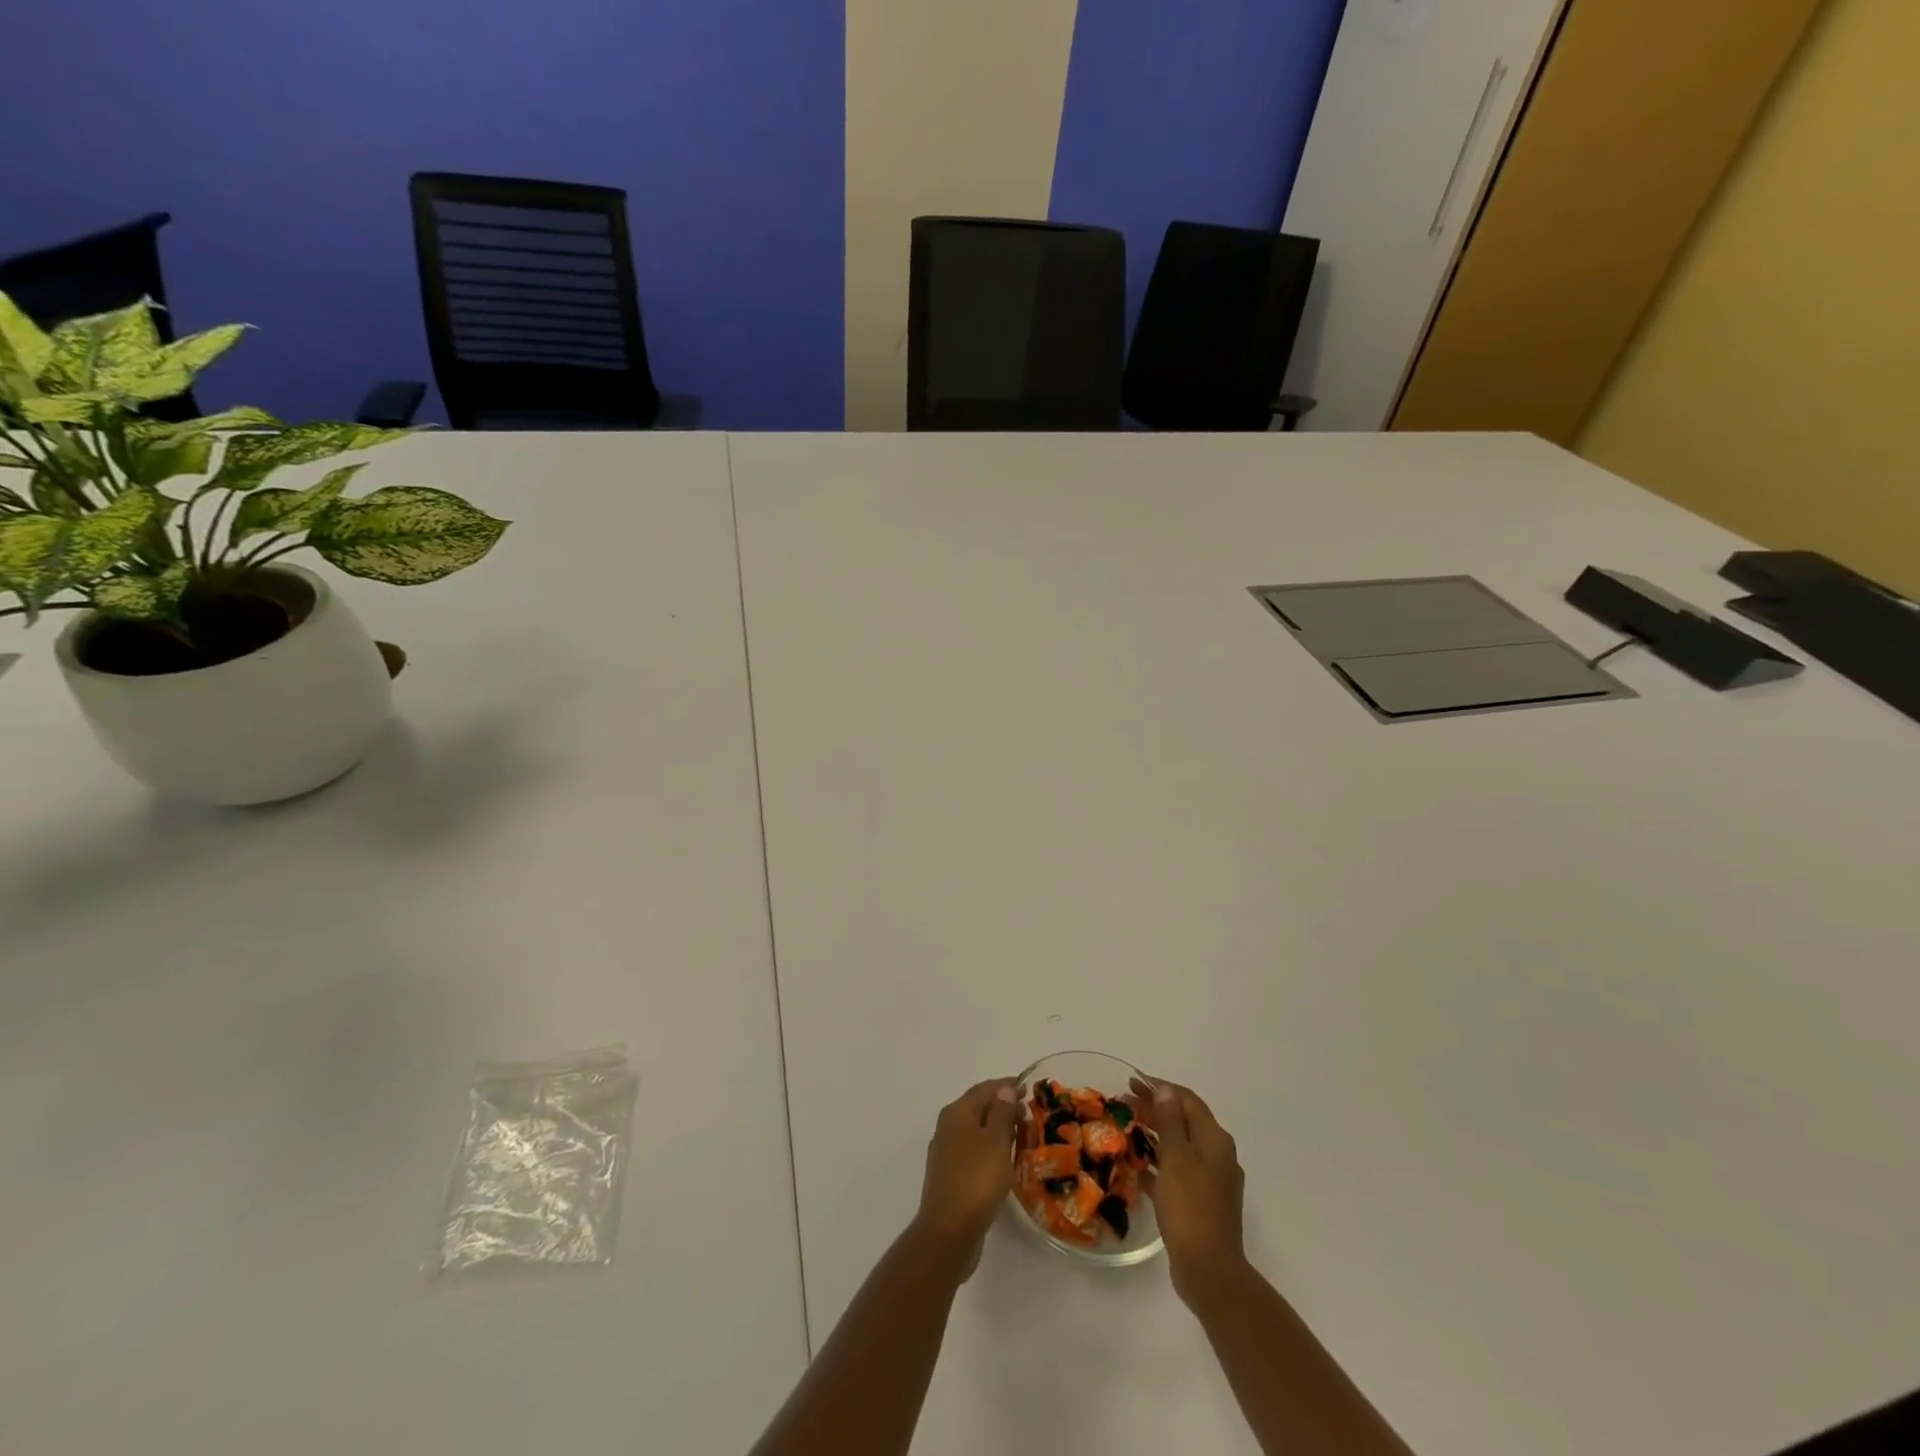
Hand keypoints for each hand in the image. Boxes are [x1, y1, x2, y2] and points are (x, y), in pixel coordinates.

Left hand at [913, 1079, 1017, 1269]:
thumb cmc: (976, 1180)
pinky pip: (974, 1152)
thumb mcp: (996, 1141)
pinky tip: (1005, 1162)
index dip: (1007, 1086)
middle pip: (979, 1108)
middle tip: (1030, 1115)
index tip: (1030, 1088)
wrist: (948, 1232)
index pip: (985, 1089)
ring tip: (1023, 1137)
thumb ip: (1002, 1112)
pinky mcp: (951, 1176)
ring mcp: (947, 1152)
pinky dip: (991, 1150)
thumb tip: (1005, 1089)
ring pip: (976, 1131)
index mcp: (957, 1112)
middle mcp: (948, 1127)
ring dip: (998, 1130)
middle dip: (1004, 1108)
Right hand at [1133, 1077, 1247, 1307]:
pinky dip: (1159, 1164)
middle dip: (1156, 1108)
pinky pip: (1178, 1173)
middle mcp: (1218, 1155)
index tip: (1133, 1081)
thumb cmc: (1190, 1205)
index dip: (1160, 1087)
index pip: (1187, 1100)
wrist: (1209, 1270)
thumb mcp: (1176, 1156)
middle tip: (1125, 1102)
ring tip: (1127, 1129)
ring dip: (1155, 1135)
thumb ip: (1170, 1121)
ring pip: (1180, 1147)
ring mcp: (1212, 1181)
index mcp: (1215, 1139)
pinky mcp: (1202, 1204)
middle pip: (1184, 1121)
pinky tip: (1137, 1168)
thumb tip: (1167, 1090)